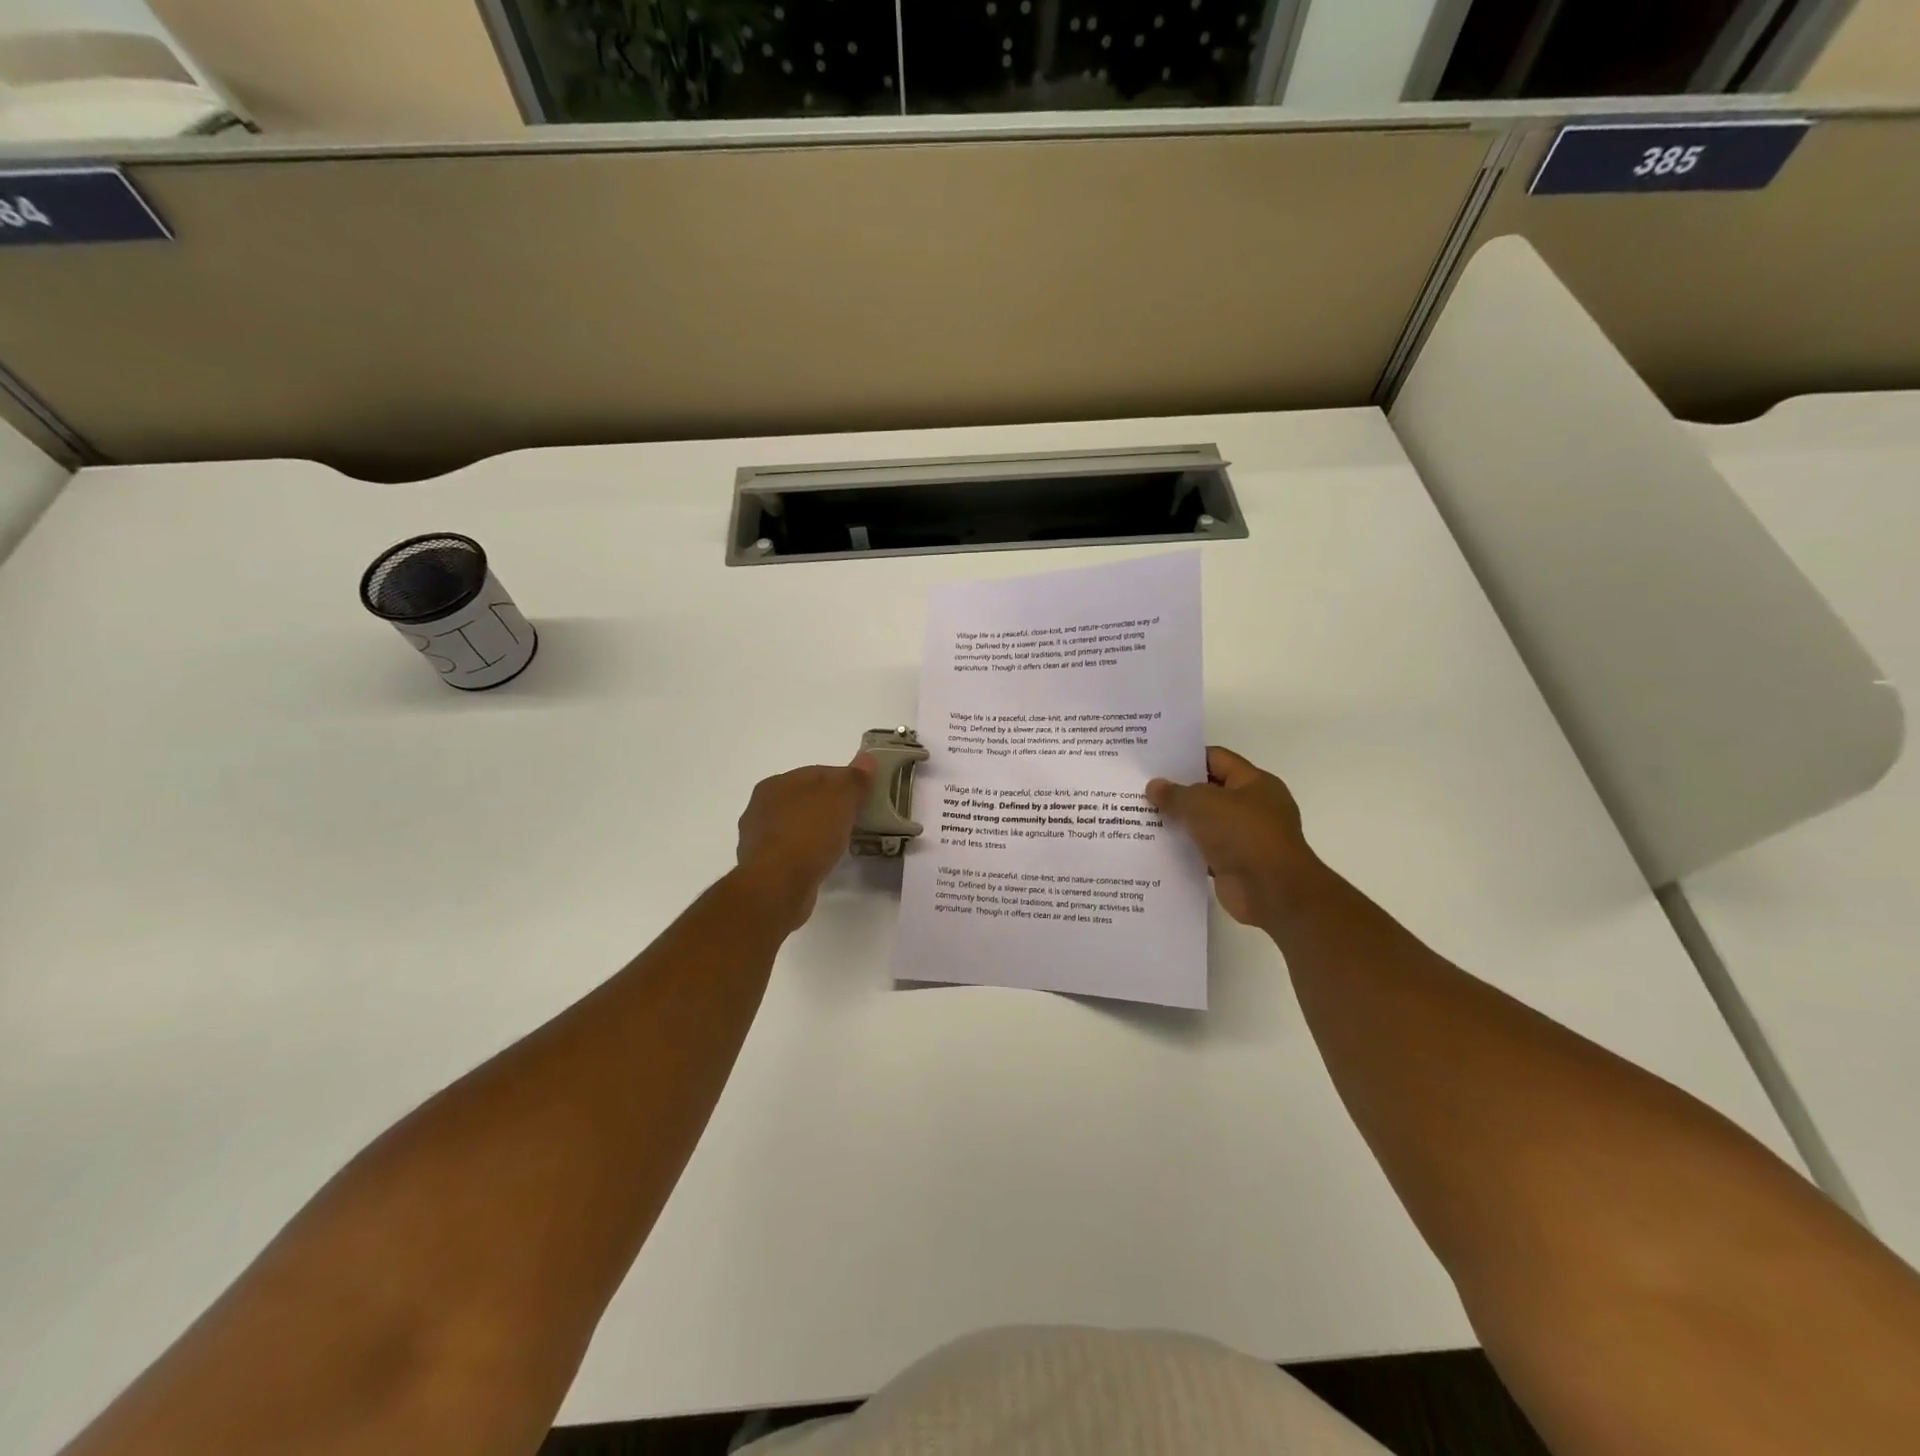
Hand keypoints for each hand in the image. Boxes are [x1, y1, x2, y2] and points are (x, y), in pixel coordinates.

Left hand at [733, 755, 874, 930]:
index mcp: (776, 783)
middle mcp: (760, 807)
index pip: (817, 773)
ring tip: (842, 842)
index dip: (845, 781)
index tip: (865, 795)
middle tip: (856, 818)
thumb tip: (866, 758)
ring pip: (797, 826)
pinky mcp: (762, 867)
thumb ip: (854, 778)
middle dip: (830, 806)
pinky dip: (808, 853)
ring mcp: (758, 838)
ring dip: (817, 830)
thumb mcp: (841, 798)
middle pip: (805, 799)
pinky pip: (792, 851)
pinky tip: (823, 861)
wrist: (778, 885)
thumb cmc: (809, 833)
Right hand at [1146, 746, 1324, 929]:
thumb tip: (1154, 786)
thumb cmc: (1242, 834)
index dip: (1187, 758)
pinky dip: (1186, 849)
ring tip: (1143, 817)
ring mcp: (1246, 837)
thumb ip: (1175, 793)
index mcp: (1254, 782)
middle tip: (1143, 789)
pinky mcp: (1236, 864)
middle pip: (1210, 791)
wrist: (1272, 891)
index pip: (1217, 759)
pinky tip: (1157, 846)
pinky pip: (1205, 851)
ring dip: (1180, 822)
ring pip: (1206, 823)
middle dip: (1178, 791)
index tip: (1156, 762)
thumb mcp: (1202, 804)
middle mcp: (1253, 806)